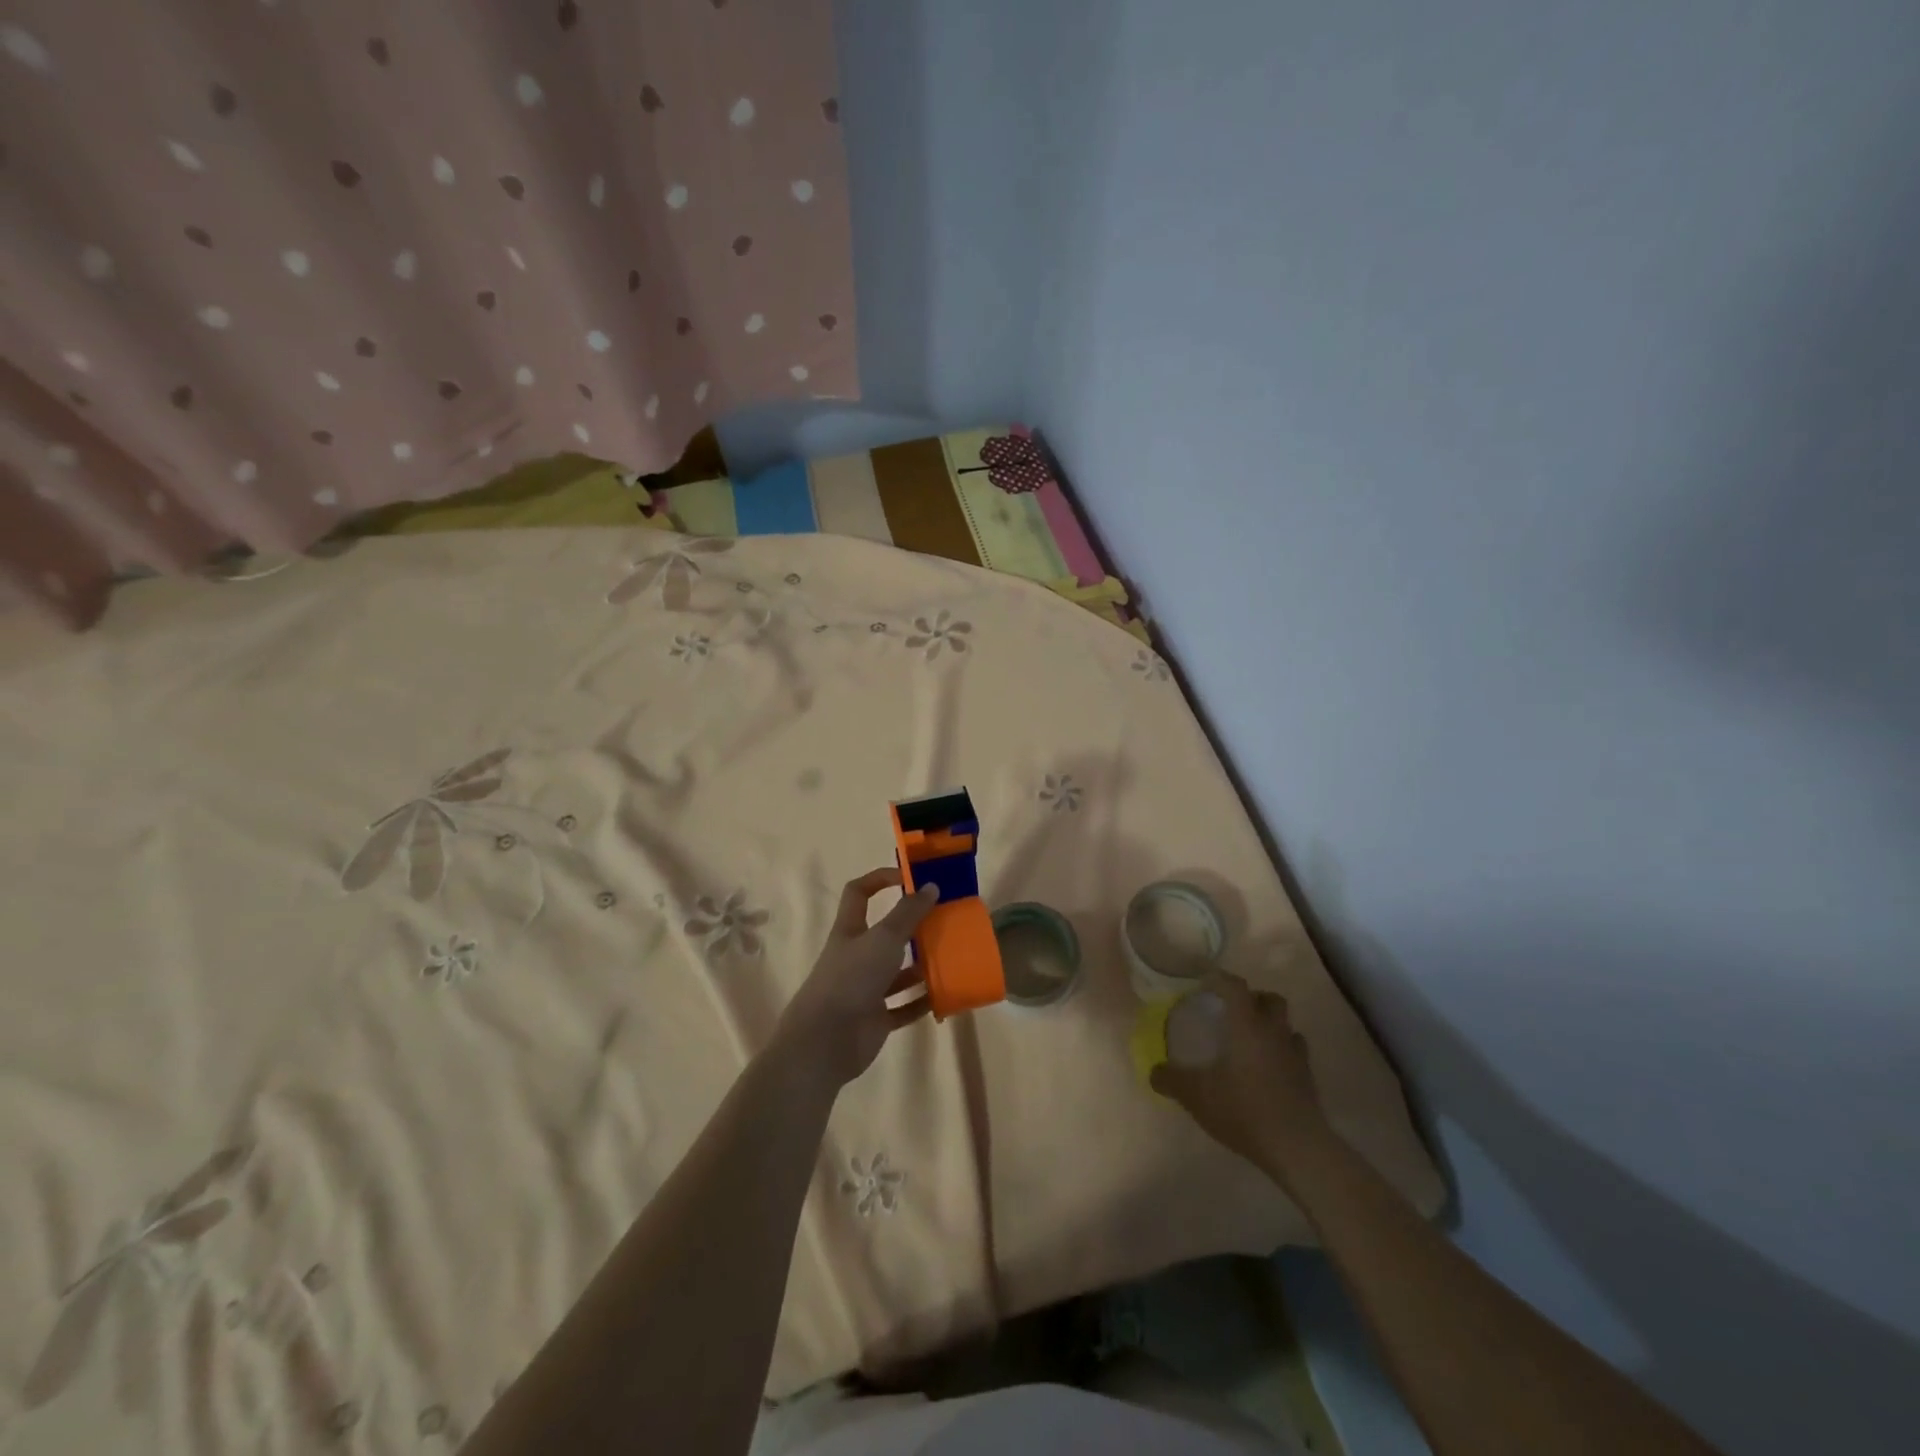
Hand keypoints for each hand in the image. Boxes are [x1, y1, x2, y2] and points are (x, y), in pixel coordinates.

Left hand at [776, 868, 939, 1089]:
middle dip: (912, 928)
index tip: (910, 878)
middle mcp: (857, 956)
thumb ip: (908, 913)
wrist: (826, 1041)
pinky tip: (946, 994)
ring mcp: (866, 989)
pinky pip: (904, 1006)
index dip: (880, 879)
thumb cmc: (852, 978)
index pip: (859, 893)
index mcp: (850, 930)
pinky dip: (923, 1001)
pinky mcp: (876, 1019)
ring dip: (922, 966)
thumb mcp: (884, 938)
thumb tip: (930, 886)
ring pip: (897, 972)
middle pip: (885, 934)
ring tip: (952, 957)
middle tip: (944, 921)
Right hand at [1151, 971, 1328, 1180]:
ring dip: (1271, 1025)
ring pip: (1287, 1025)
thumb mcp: (1196, 1096)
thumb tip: (1154, 1071)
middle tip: (1233, 1011)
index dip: (1219, 979)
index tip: (1204, 983)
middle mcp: (1274, 1032)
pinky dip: (1283, 1052)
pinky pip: (1297, 1052)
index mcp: (1247, 1026)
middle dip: (1254, 998)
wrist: (1297, 1147)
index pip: (1235, 987)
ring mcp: (1296, 1055)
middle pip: (1271, 999)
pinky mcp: (1309, 1079)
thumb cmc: (1244, 1110)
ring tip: (1252, 1041)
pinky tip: (1270, 1069)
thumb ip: (1171, 1080)